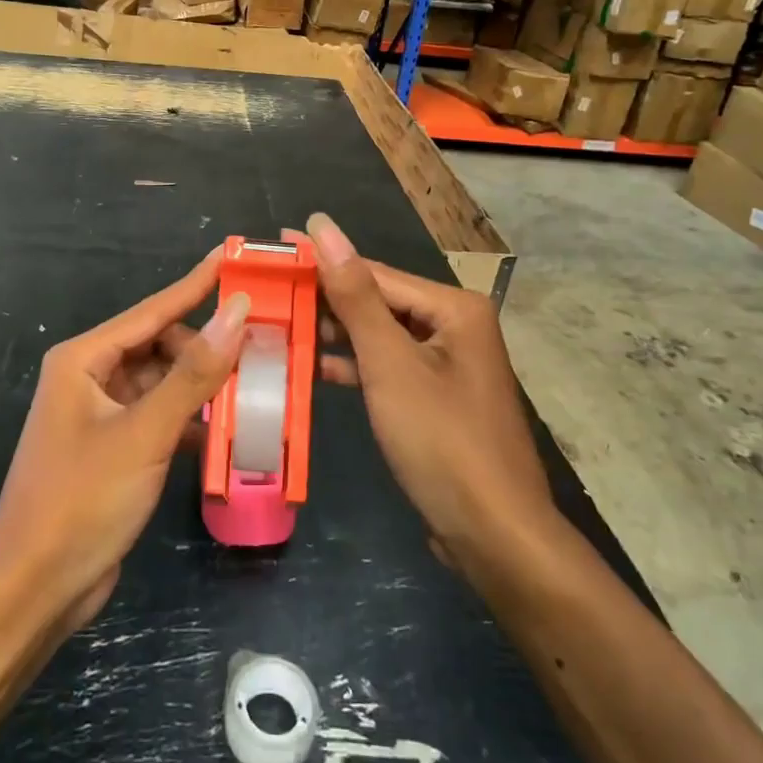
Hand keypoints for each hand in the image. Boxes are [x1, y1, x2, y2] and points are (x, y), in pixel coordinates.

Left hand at [0, 249, 248, 633]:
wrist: (33, 590)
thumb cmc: (81, 500)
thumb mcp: (145, 433)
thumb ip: (194, 373)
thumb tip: (236, 311)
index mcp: (84, 359)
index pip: (153, 310)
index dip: (196, 284)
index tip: (234, 258)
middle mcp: (91, 378)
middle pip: (160, 345)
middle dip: (205, 347)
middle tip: (259, 346)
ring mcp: (102, 415)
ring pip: (163, 383)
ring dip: (201, 387)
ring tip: (254, 384)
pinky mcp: (115, 450)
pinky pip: (161, 418)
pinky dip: (190, 421)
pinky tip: (226, 430)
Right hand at [303, 213, 558, 567]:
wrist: (495, 536)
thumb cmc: (442, 440)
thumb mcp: (390, 363)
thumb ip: (354, 295)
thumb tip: (322, 226)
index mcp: (453, 308)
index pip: (374, 272)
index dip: (321, 260)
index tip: (273, 248)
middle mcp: (454, 326)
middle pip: (377, 302)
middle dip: (324, 299)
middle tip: (267, 291)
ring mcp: (446, 364)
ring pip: (379, 336)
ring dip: (334, 334)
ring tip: (279, 324)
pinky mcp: (435, 398)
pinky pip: (387, 367)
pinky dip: (354, 366)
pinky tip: (313, 366)